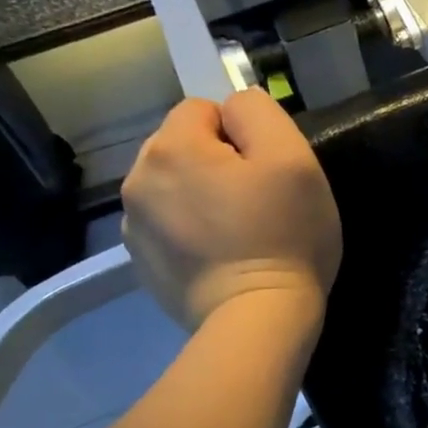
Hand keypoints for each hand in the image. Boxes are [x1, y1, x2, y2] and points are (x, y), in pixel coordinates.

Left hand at [121, 89, 341, 330]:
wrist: (257, 319)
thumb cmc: (283, 235)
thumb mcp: (293, 158)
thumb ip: (258, 113)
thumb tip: (234, 109)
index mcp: (171, 148)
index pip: (204, 109)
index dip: (241, 135)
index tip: (265, 173)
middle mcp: (138, 180)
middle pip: (183, 148)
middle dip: (216, 164)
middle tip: (256, 203)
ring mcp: (134, 226)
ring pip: (174, 188)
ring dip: (200, 198)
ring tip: (238, 234)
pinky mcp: (141, 263)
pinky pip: (168, 226)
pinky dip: (191, 233)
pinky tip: (220, 258)